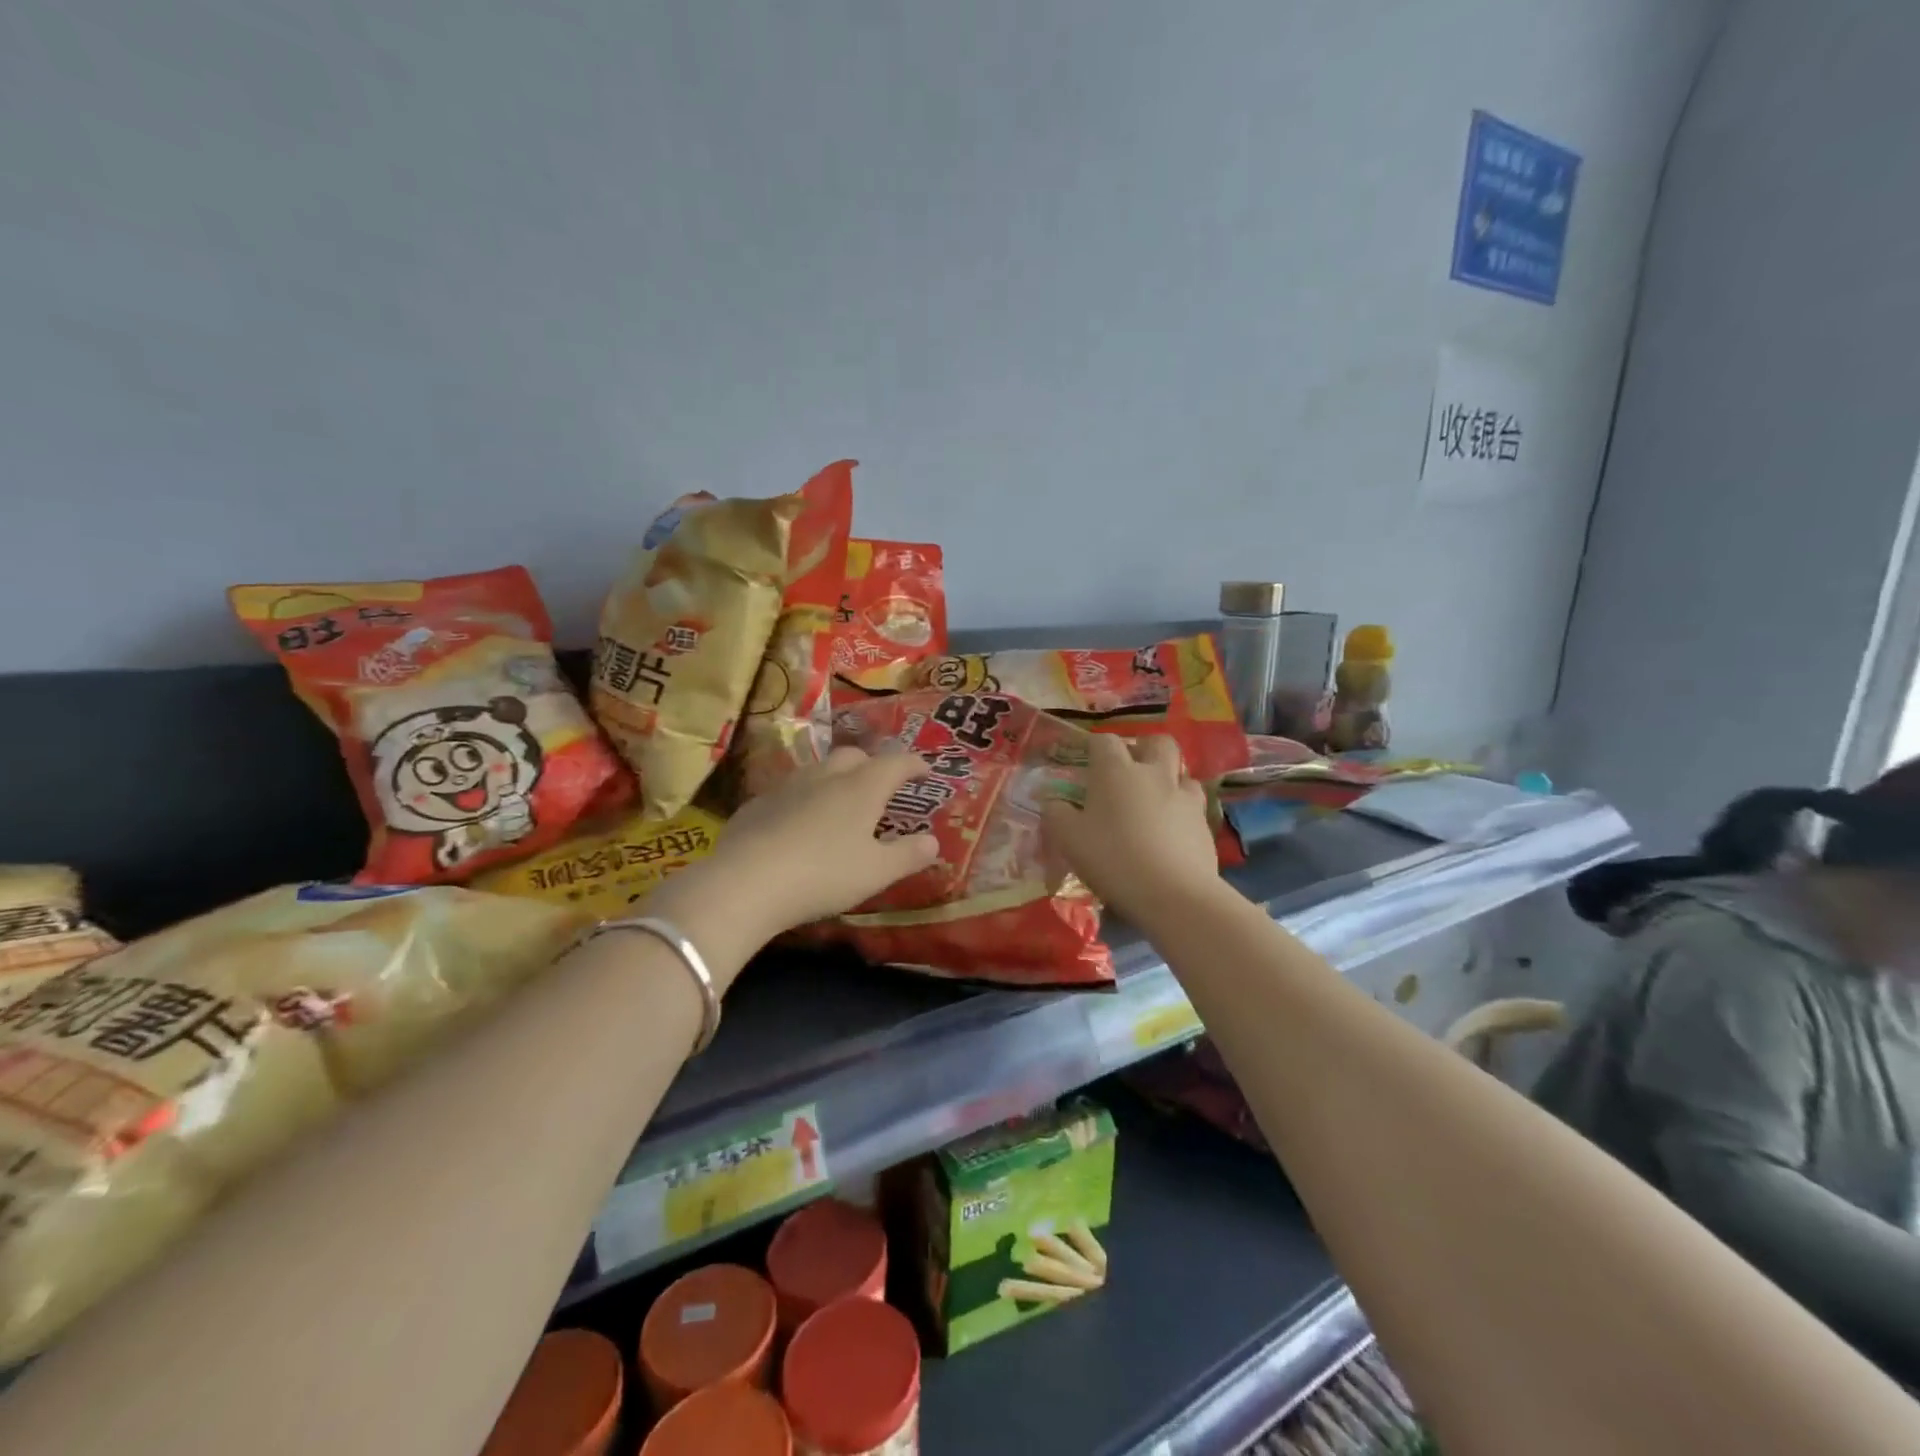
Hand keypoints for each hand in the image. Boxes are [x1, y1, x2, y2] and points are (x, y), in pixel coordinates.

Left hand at [650, 747, 939, 968]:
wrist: (747, 882)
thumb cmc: (824, 874)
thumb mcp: (877, 872)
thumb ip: (908, 855)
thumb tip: (933, 841)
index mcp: (862, 788)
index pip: (895, 764)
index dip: (914, 765)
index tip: (926, 770)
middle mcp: (826, 777)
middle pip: (854, 757)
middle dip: (872, 765)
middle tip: (882, 784)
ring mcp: (787, 787)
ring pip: (818, 770)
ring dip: (835, 778)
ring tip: (840, 801)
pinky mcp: (757, 805)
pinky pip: (788, 792)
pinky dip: (803, 799)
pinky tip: (799, 823)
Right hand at [1043, 735, 1223, 929]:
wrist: (1174, 893)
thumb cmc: (1113, 858)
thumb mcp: (1068, 839)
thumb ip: (1055, 813)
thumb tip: (1051, 800)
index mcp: (1116, 771)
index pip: (1104, 741)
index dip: (1094, 747)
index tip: (1086, 762)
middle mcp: (1153, 774)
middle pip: (1156, 742)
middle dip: (1143, 749)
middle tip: (1129, 770)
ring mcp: (1184, 796)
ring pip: (1181, 771)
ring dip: (1168, 777)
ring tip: (1154, 799)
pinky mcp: (1204, 822)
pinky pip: (1193, 803)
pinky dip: (1181, 808)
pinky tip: (1171, 829)